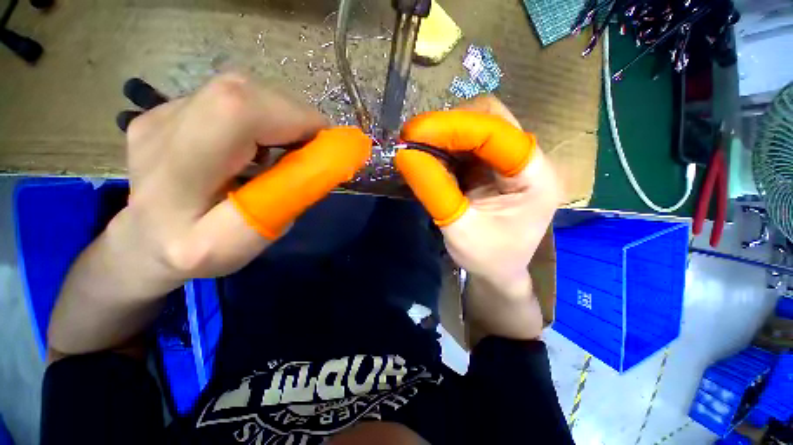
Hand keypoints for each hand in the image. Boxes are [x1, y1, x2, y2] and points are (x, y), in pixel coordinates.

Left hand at [120, 73, 371, 282]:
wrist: (143, 240)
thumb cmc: (195, 254)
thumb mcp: (245, 244)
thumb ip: (285, 202)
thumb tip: (324, 164)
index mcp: (177, 173)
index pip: (239, 110)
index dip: (295, 118)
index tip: (325, 145)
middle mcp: (161, 128)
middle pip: (243, 92)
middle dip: (295, 118)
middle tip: (311, 150)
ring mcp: (160, 112)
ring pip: (241, 90)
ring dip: (280, 116)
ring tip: (285, 150)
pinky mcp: (168, 109)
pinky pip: (229, 98)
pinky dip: (262, 116)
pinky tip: (259, 144)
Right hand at [395, 96, 561, 295]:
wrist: (499, 272)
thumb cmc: (487, 257)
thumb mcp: (458, 229)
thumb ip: (434, 190)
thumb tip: (405, 155)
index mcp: (534, 177)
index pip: (497, 132)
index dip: (455, 126)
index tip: (415, 132)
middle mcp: (528, 161)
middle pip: (490, 120)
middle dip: (447, 127)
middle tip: (412, 139)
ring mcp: (511, 162)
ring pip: (477, 128)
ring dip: (444, 135)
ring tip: (417, 147)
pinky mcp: (494, 167)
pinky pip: (468, 146)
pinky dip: (446, 147)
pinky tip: (429, 157)